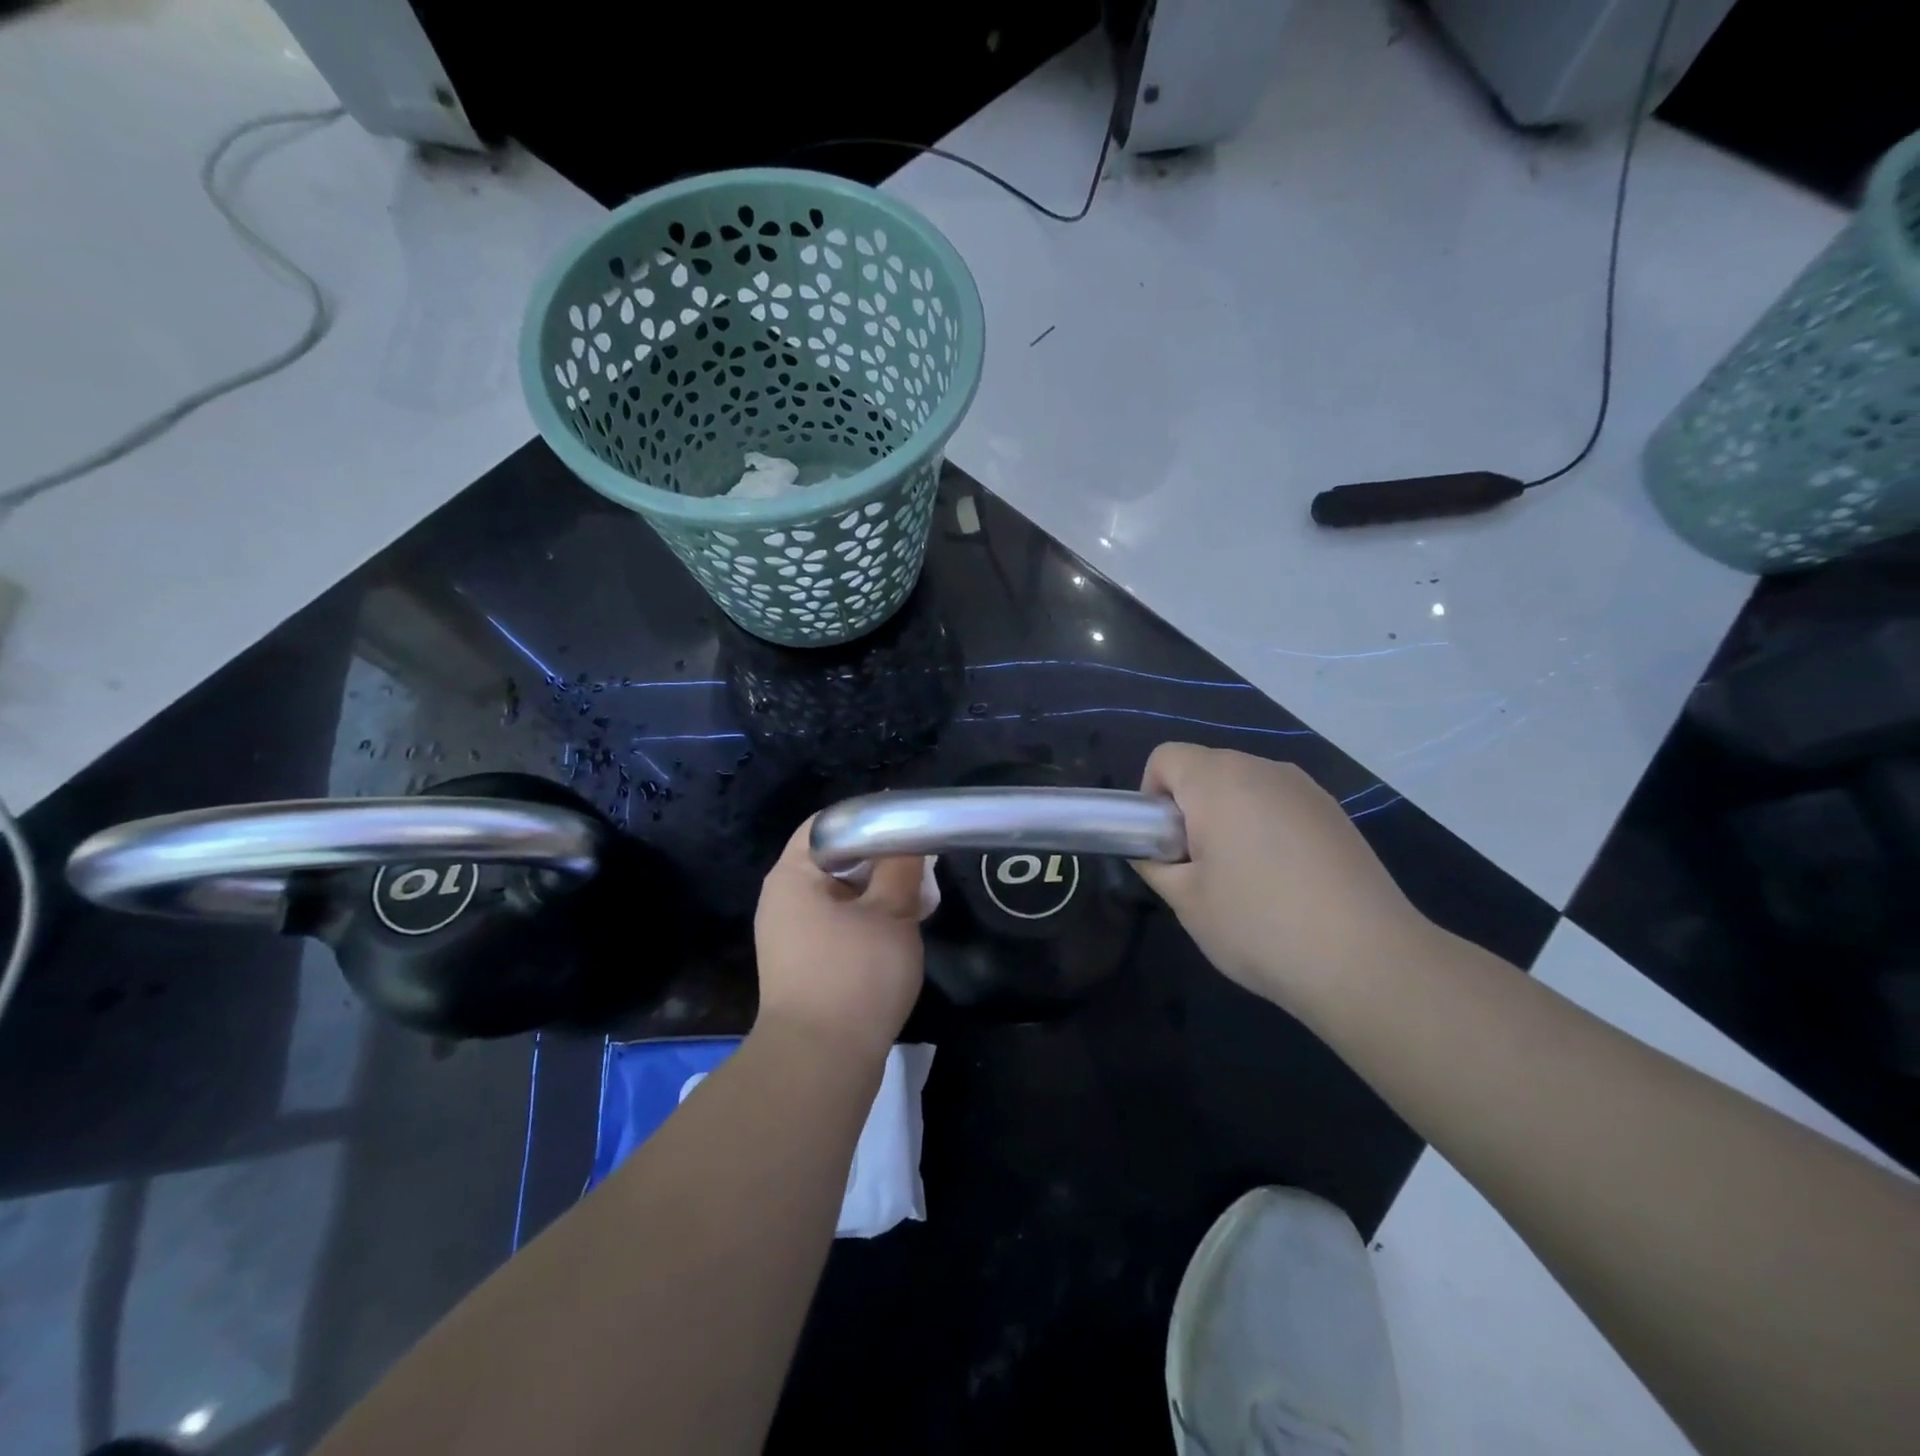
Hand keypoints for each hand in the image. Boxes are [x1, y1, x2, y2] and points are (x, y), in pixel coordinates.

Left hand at [752, 817, 927, 1059]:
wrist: (820, 1064)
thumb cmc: (854, 976)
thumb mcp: (891, 913)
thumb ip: (902, 868)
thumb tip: (910, 841)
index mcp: (792, 875)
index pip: (827, 824)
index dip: (868, 818)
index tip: (908, 826)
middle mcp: (783, 900)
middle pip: (835, 860)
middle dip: (881, 860)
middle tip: (921, 867)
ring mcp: (790, 936)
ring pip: (841, 896)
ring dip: (879, 894)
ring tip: (919, 901)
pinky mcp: (804, 966)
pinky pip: (838, 927)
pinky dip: (868, 922)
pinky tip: (900, 934)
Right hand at [1132, 744, 1432, 1012]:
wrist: (1368, 960)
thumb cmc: (1259, 925)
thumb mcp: (1185, 901)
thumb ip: (1154, 865)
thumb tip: (1150, 852)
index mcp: (1218, 781)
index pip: (1165, 757)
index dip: (1151, 796)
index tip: (1162, 843)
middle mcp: (1263, 769)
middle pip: (1206, 769)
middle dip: (1190, 808)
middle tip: (1197, 867)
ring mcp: (1306, 789)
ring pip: (1246, 787)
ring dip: (1229, 818)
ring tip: (1244, 878)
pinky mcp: (1335, 814)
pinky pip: (1281, 805)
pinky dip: (1267, 828)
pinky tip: (1285, 882)